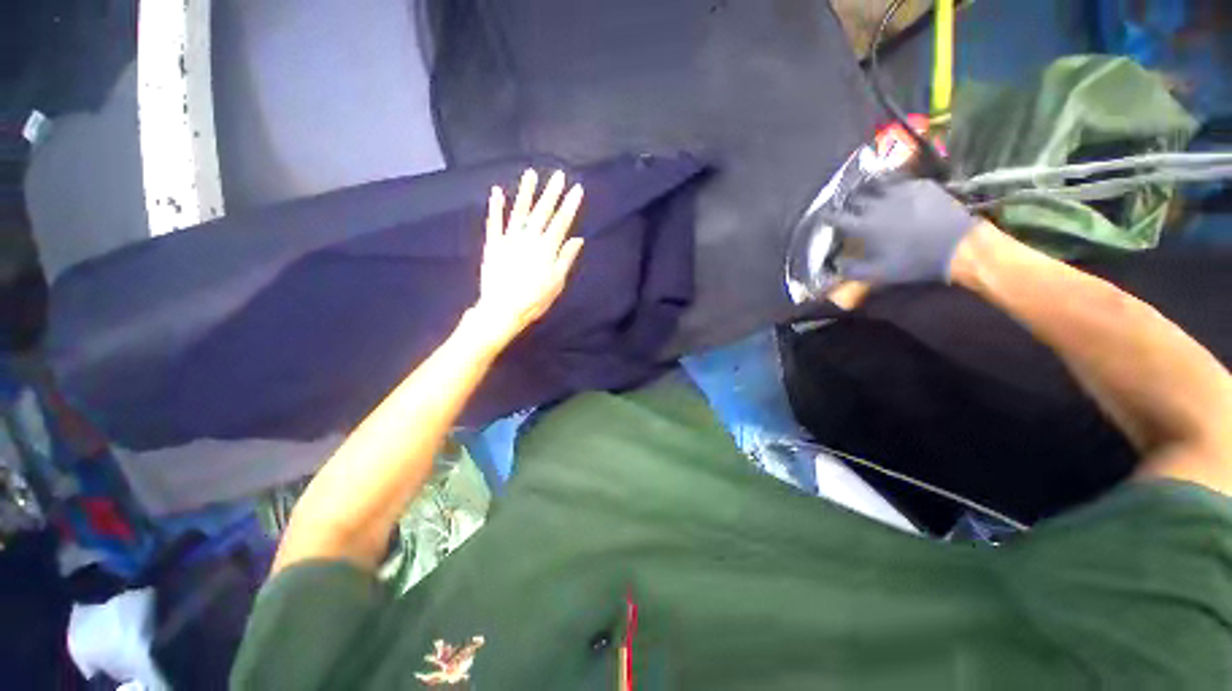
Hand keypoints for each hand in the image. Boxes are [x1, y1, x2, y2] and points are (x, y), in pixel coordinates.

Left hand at [471, 169, 584, 344]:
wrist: (503, 309)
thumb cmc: (535, 299)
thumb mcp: (557, 282)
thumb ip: (566, 258)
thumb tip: (577, 239)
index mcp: (547, 249)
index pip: (561, 222)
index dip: (570, 205)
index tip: (576, 189)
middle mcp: (529, 239)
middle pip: (543, 212)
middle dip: (552, 193)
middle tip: (558, 175)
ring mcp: (509, 239)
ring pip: (520, 212)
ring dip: (526, 192)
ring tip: (531, 175)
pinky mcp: (493, 244)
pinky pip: (495, 222)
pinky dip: (496, 207)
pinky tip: (498, 191)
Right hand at [823, 177, 979, 284]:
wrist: (958, 246)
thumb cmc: (915, 262)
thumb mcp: (878, 274)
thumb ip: (851, 270)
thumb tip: (835, 265)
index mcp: (864, 226)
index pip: (836, 217)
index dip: (827, 217)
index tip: (824, 218)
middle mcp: (877, 205)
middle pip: (854, 198)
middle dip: (847, 203)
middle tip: (847, 207)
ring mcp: (900, 191)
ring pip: (876, 184)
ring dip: (868, 189)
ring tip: (867, 192)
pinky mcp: (921, 185)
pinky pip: (900, 180)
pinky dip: (893, 185)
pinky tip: (895, 190)